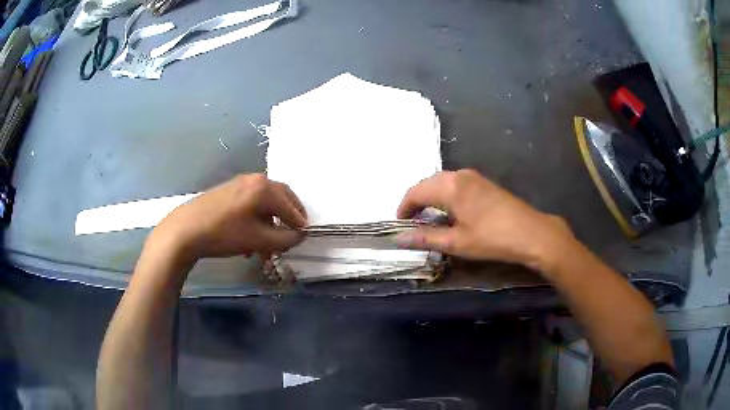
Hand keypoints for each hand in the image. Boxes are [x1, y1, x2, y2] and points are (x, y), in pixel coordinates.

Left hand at [151, 174, 306, 259]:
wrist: (186, 230)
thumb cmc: (224, 233)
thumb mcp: (258, 240)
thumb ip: (285, 239)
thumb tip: (300, 236)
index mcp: (265, 188)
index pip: (291, 206)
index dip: (299, 224)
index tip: (304, 238)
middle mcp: (255, 180)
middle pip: (281, 199)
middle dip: (288, 218)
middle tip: (292, 234)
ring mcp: (240, 183)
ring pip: (265, 202)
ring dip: (271, 222)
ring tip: (268, 244)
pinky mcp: (229, 191)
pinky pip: (251, 203)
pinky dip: (257, 219)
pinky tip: (251, 237)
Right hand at [396, 170, 573, 268]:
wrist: (531, 233)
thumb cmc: (492, 238)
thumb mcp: (456, 242)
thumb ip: (425, 237)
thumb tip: (398, 238)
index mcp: (449, 186)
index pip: (415, 191)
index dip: (404, 208)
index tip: (400, 225)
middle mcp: (459, 174)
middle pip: (428, 183)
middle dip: (416, 202)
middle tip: (413, 224)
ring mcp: (473, 176)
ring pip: (442, 183)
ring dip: (431, 198)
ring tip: (430, 219)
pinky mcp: (484, 182)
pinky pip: (456, 184)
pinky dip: (446, 196)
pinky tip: (451, 212)